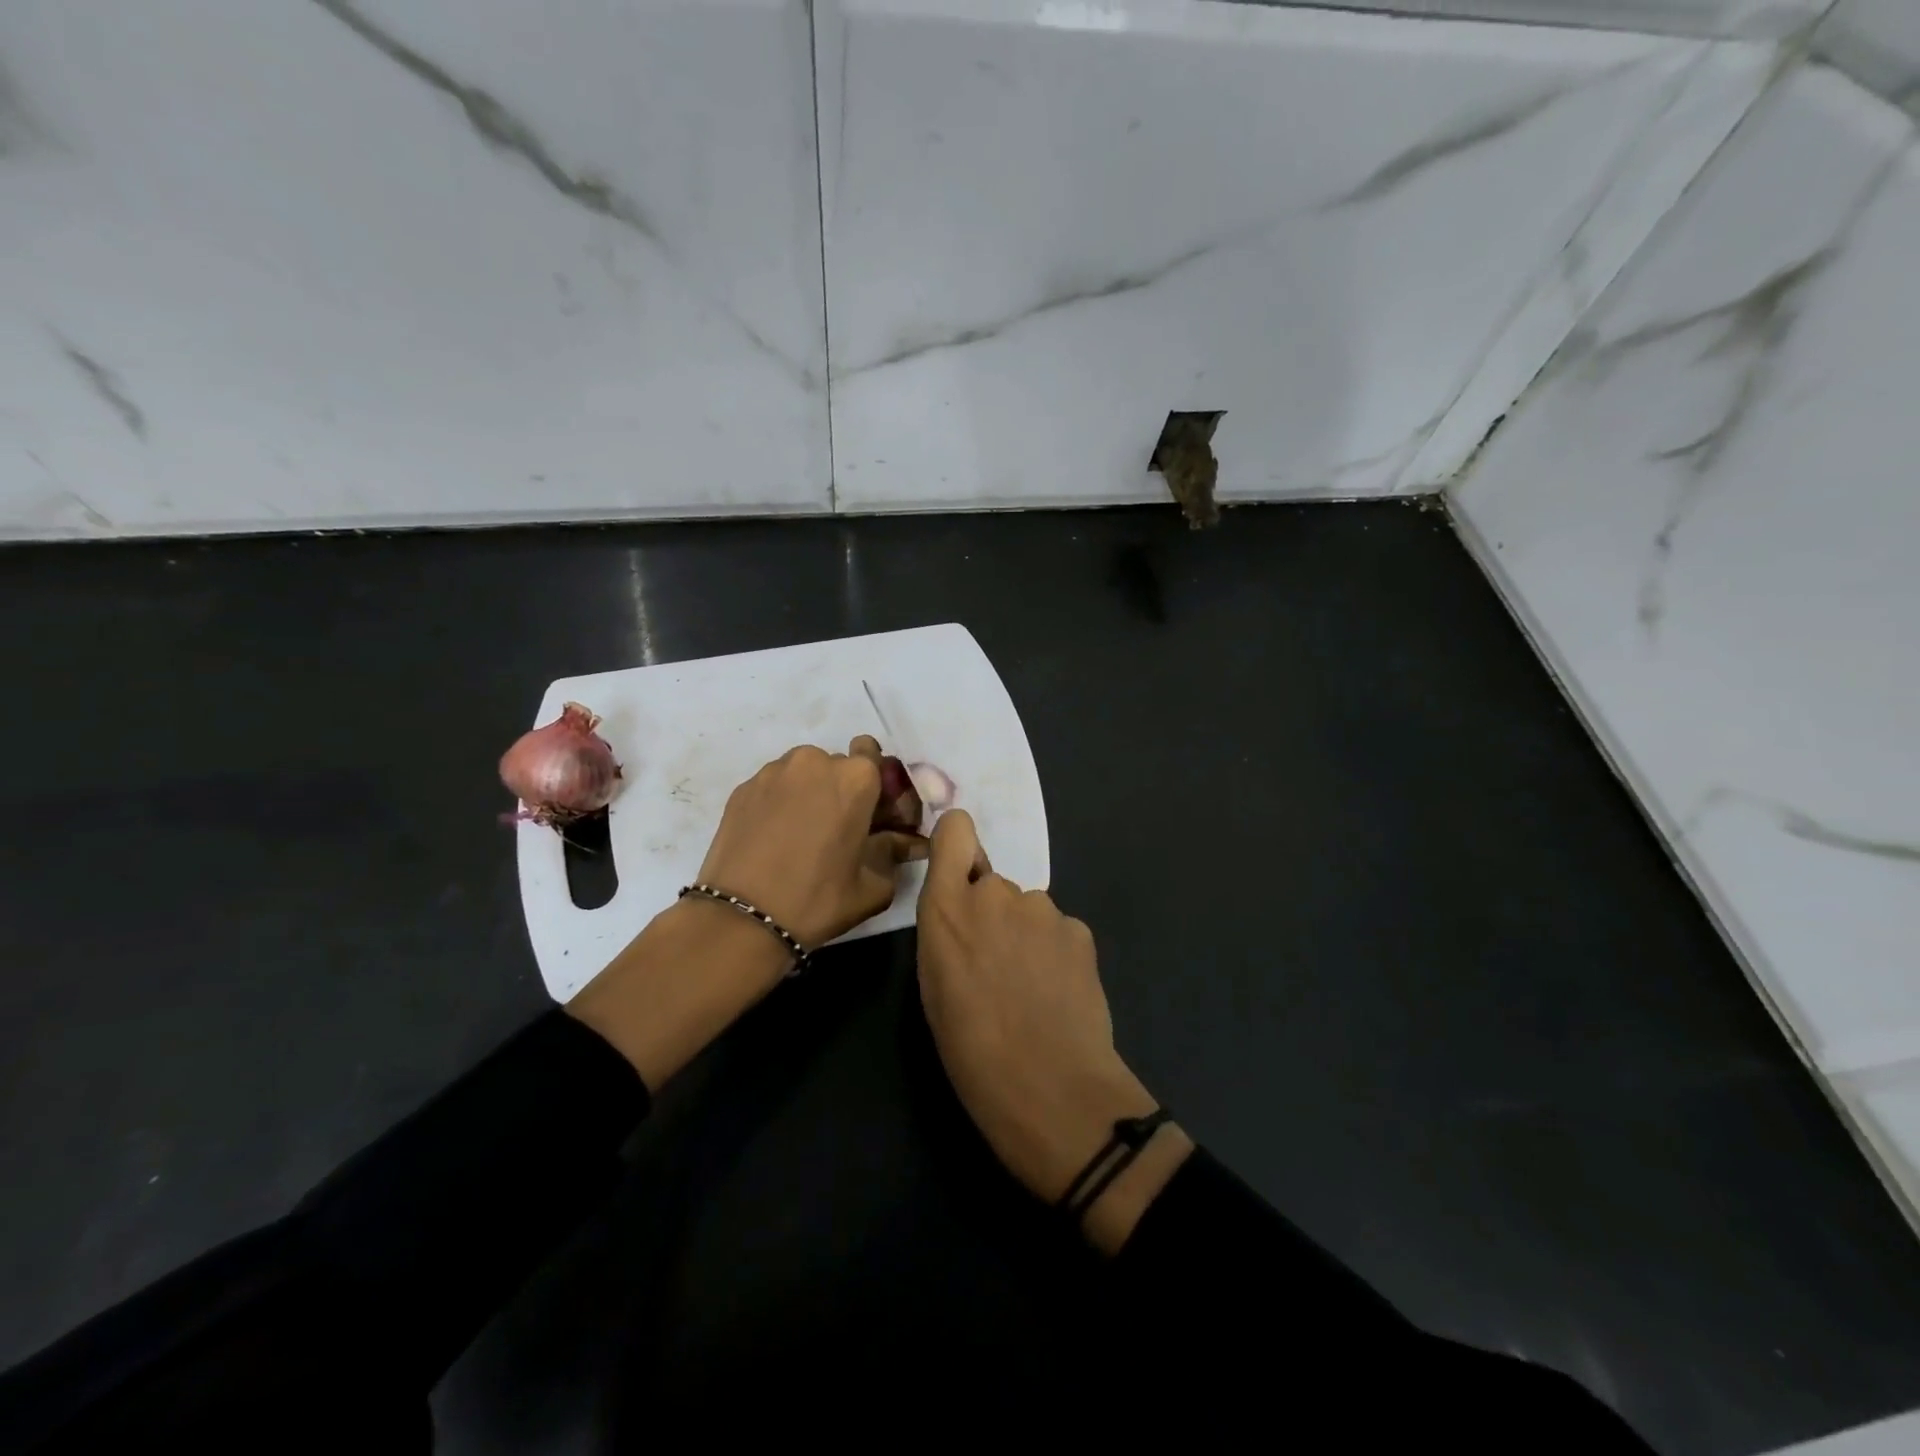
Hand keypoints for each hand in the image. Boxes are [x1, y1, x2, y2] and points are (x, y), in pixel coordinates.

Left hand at [696, 735, 926, 948]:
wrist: (742, 918)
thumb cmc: (818, 899)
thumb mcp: (874, 885)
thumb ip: (895, 852)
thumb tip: (907, 841)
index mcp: (856, 778)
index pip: (874, 756)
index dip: (876, 786)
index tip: (871, 816)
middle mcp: (815, 761)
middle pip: (838, 766)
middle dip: (842, 791)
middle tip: (837, 830)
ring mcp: (773, 772)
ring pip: (803, 774)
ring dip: (809, 794)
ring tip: (801, 835)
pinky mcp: (742, 788)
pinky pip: (774, 787)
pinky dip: (779, 803)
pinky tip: (774, 839)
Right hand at [915, 811, 1192, 1252]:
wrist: (1049, 1088)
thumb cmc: (971, 1050)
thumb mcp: (934, 987)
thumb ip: (948, 932)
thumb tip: (967, 917)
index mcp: (946, 908)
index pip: (956, 830)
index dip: (959, 843)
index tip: (960, 871)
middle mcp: (994, 893)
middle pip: (991, 883)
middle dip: (993, 914)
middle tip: (996, 967)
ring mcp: (1042, 908)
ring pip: (1028, 910)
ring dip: (1026, 935)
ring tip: (1030, 989)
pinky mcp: (1080, 929)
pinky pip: (1059, 931)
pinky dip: (1057, 953)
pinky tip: (1059, 994)